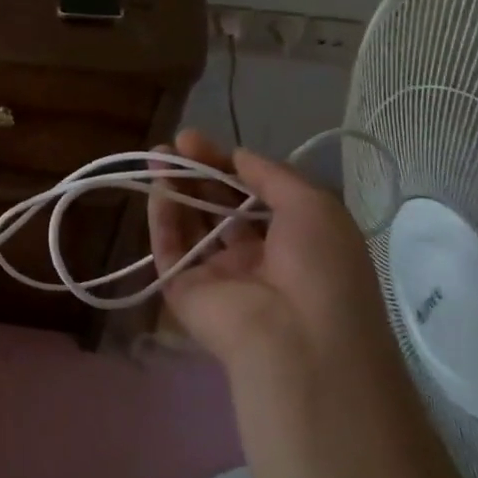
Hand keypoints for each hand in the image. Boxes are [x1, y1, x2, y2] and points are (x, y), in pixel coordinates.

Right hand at [147, 129, 392, 373]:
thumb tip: (237, 154)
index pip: (252, 194)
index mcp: (292, 240)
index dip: (229, 165)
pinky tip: (158, 187)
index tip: (202, 140)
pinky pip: (169, 247)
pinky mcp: (183, 289)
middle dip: (199, 172)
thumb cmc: (320, 267)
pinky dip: (162, 217)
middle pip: (218, 206)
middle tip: (176, 143)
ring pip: (190, 223)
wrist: (296, 338)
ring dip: (176, 188)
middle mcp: (253, 256)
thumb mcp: (313, 205)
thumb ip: (272, 175)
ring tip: (159, 156)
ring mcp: (216, 274)